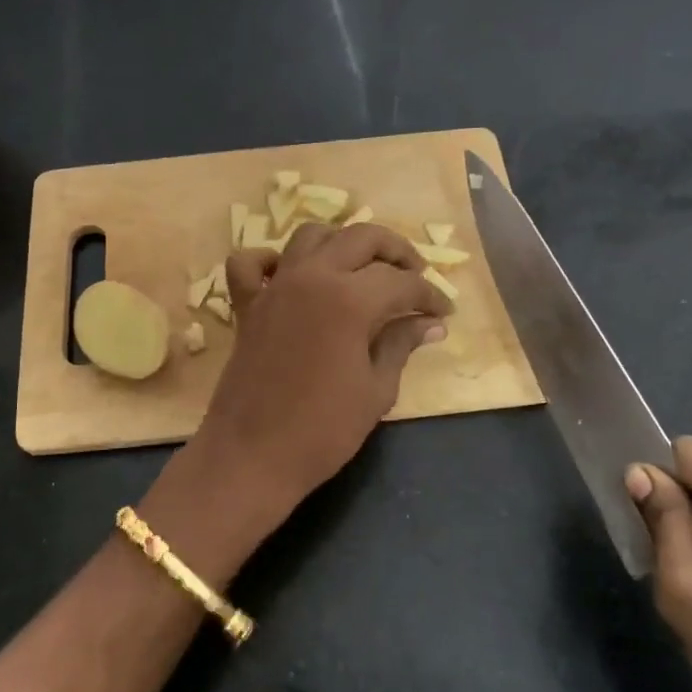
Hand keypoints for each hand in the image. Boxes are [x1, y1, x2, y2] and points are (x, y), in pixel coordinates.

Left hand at [187, 222, 449, 537]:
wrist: (253, 456)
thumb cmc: (323, 431)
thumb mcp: (376, 390)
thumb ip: (401, 345)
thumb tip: (430, 323)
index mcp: (350, 299)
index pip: (401, 282)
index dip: (429, 295)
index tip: (444, 312)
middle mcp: (311, 277)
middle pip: (361, 238)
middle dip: (396, 251)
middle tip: (414, 277)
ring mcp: (275, 287)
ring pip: (311, 236)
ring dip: (342, 243)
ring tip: (363, 269)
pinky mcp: (247, 305)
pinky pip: (250, 263)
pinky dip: (270, 260)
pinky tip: (289, 276)